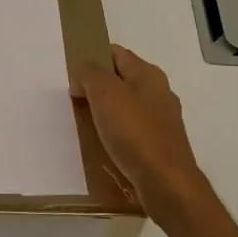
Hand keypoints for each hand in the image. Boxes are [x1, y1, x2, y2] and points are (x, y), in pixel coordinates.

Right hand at [74, 45, 203, 210]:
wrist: (166, 183)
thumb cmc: (135, 132)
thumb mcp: (105, 93)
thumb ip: (90, 74)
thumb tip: (84, 76)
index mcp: (149, 75)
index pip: (117, 53)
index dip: (93, 57)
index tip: (71, 73)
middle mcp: (158, 93)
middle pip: (120, 80)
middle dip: (96, 86)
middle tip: (73, 99)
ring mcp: (161, 121)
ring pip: (124, 106)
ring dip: (103, 111)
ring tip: (82, 123)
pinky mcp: (158, 145)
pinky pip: (130, 130)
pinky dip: (114, 132)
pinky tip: (101, 144)